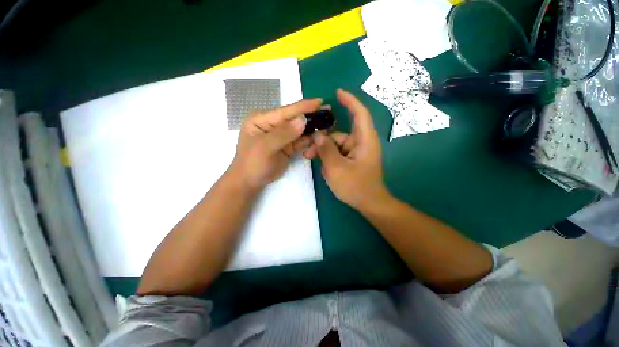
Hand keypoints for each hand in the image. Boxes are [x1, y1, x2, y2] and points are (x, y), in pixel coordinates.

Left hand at [230, 98, 322, 190]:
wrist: (250, 182)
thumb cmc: (253, 163)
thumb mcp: (266, 147)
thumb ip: (284, 134)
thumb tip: (303, 120)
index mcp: (263, 119)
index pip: (286, 111)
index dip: (304, 107)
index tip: (321, 102)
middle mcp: (274, 125)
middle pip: (295, 120)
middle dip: (311, 119)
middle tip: (329, 117)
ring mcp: (282, 136)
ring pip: (301, 131)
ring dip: (313, 132)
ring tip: (327, 130)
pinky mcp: (288, 146)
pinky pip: (301, 142)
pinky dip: (310, 142)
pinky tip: (317, 142)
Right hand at [305, 89, 389, 209]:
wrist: (368, 203)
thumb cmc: (356, 186)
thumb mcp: (337, 168)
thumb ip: (326, 150)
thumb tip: (317, 136)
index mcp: (365, 140)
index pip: (360, 114)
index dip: (350, 101)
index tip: (337, 93)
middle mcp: (361, 143)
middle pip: (340, 133)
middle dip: (323, 139)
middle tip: (308, 147)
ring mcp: (356, 152)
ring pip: (336, 144)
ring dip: (324, 150)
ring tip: (310, 158)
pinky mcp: (352, 159)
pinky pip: (338, 152)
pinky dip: (329, 156)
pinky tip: (322, 165)